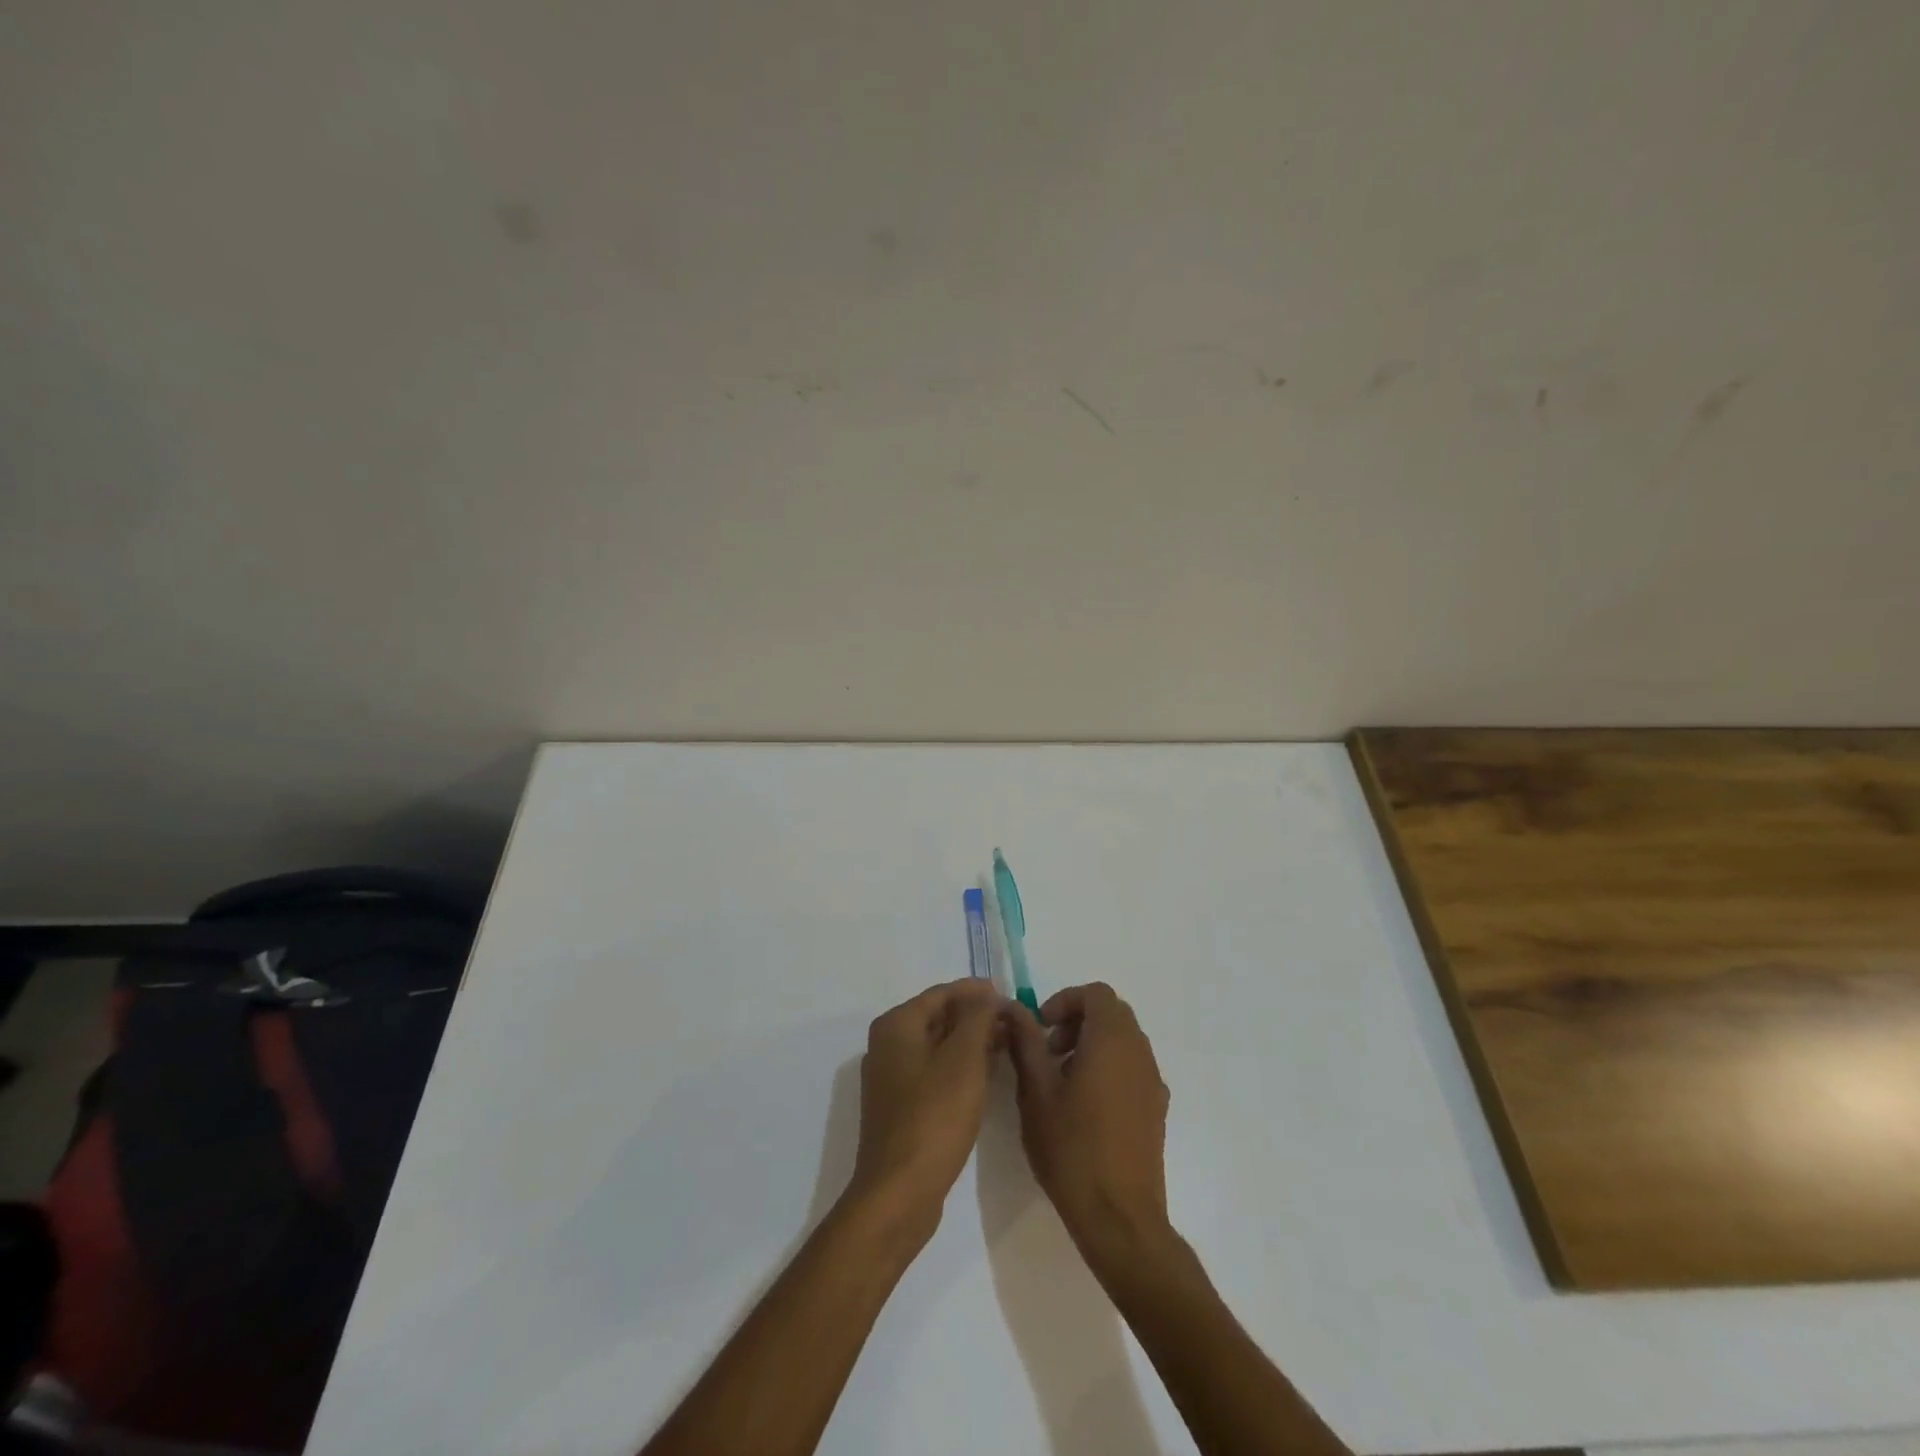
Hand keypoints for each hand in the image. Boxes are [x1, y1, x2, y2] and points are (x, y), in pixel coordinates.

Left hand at [846, 978, 1004, 1244]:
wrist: (899, 1193)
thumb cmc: (934, 1117)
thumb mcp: (964, 1059)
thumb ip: (978, 1017)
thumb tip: (986, 994)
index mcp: (896, 1025)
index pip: (942, 993)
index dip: (977, 992)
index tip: (1010, 996)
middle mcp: (888, 1044)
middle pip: (938, 1017)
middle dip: (976, 1017)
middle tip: (1014, 1022)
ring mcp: (892, 1077)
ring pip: (938, 1045)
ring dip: (971, 1042)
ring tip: (1007, 1044)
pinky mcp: (900, 1106)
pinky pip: (934, 1071)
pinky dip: (960, 1066)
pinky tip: (986, 1075)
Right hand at [1004, 982, 1172, 1269]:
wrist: (1119, 1217)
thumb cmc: (1072, 1147)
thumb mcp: (1036, 1090)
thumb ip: (1025, 1040)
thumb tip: (1011, 1007)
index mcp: (1112, 1039)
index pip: (1096, 993)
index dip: (1065, 1001)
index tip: (1041, 1028)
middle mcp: (1140, 1052)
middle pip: (1111, 1014)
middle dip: (1077, 1021)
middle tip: (1048, 1051)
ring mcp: (1153, 1082)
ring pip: (1123, 1041)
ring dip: (1092, 1045)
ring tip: (1061, 1081)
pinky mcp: (1157, 1109)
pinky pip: (1132, 1068)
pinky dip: (1108, 1068)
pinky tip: (1085, 1108)